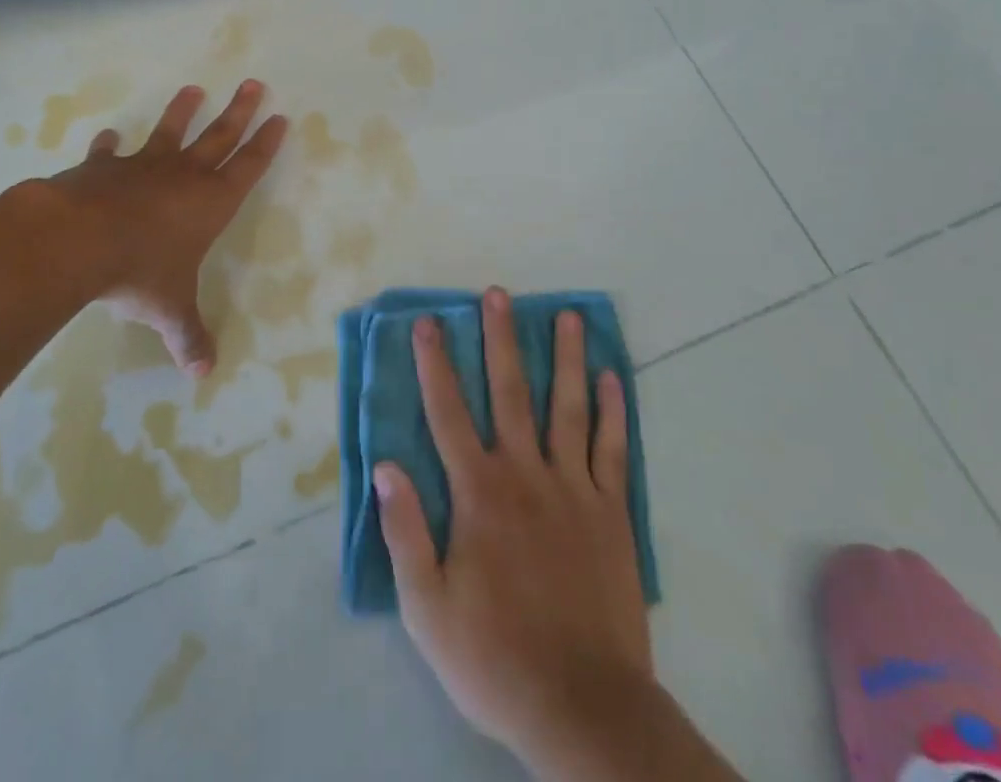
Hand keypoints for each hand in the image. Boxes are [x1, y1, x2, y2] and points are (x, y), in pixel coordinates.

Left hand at [40, 80, 286, 373]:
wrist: (77, 240)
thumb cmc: (138, 272)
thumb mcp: (169, 309)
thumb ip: (188, 336)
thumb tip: (203, 374)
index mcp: (210, 202)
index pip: (248, 167)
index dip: (265, 143)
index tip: (279, 117)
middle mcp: (183, 176)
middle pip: (219, 136)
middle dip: (238, 111)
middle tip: (253, 83)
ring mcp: (142, 167)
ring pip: (169, 131)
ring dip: (182, 111)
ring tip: (192, 89)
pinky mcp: (104, 168)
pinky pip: (110, 153)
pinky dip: (110, 145)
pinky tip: (110, 136)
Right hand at [376, 286, 651, 767]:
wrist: (581, 707)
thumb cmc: (493, 655)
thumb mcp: (426, 606)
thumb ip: (405, 530)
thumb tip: (386, 465)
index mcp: (478, 492)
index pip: (449, 413)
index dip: (435, 364)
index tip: (429, 322)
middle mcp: (526, 474)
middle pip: (510, 392)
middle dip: (501, 339)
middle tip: (498, 294)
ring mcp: (574, 489)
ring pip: (569, 408)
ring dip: (566, 358)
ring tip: (569, 316)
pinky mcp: (612, 513)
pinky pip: (613, 451)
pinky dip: (614, 412)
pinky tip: (612, 379)